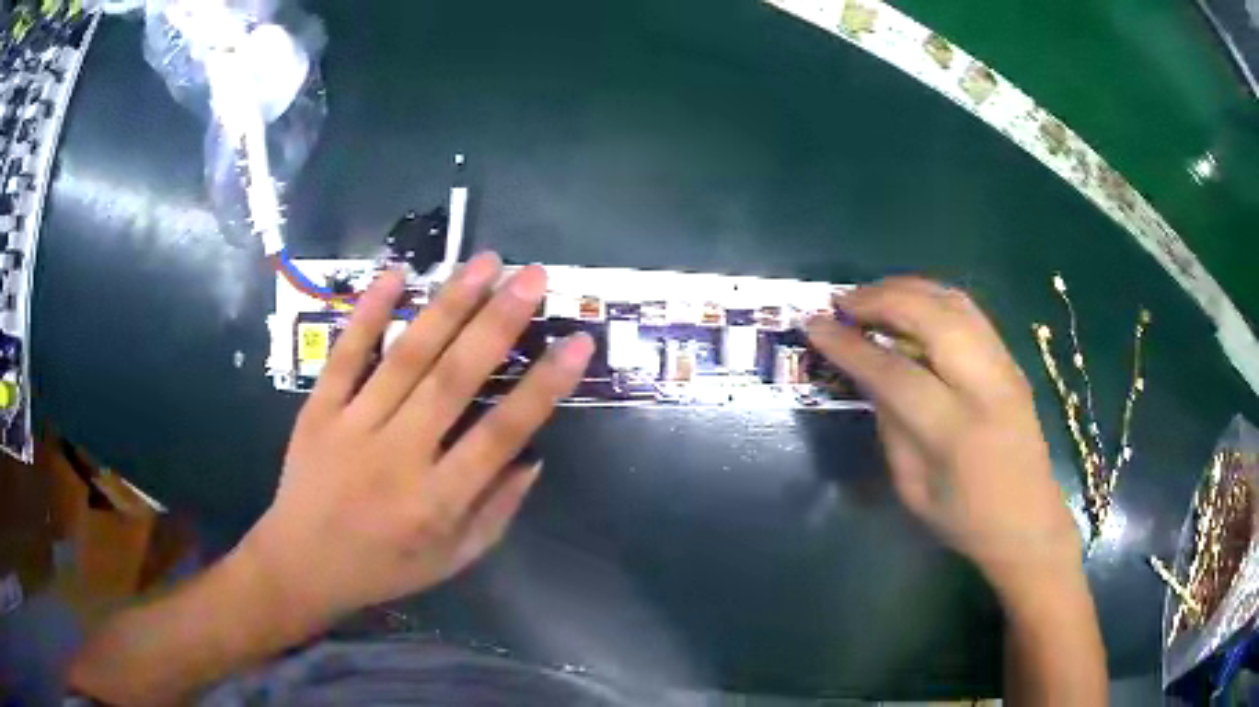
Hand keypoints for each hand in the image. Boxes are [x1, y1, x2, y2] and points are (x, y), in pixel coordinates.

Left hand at [238, 252, 593, 634]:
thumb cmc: (384, 567)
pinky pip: (345, 354)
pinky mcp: (318, 410)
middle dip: (498, 323)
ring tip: (485, 263)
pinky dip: (368, 312)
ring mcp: (352, 427)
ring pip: (405, 356)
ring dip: (447, 305)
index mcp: (436, 501)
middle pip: (452, 380)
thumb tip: (533, 457)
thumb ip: (496, 511)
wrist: (301, 565)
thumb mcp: (452, 560)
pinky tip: (396, 273)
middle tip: (533, 277)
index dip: (543, 387)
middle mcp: (397, 457)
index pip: (500, 434)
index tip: (577, 342)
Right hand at [807, 277, 1080, 588]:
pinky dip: (932, 298)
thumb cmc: (965, 520)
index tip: (814, 325)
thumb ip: (891, 426)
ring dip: (907, 289)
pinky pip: (969, 311)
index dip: (850, 345)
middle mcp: (986, 386)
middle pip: (931, 316)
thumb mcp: (913, 488)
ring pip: (954, 301)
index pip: (894, 372)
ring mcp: (1004, 367)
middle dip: (880, 298)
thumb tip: (870, 375)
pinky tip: (911, 308)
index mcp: (956, 431)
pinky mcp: (1011, 361)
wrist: (1030, 523)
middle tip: (843, 302)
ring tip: (872, 297)